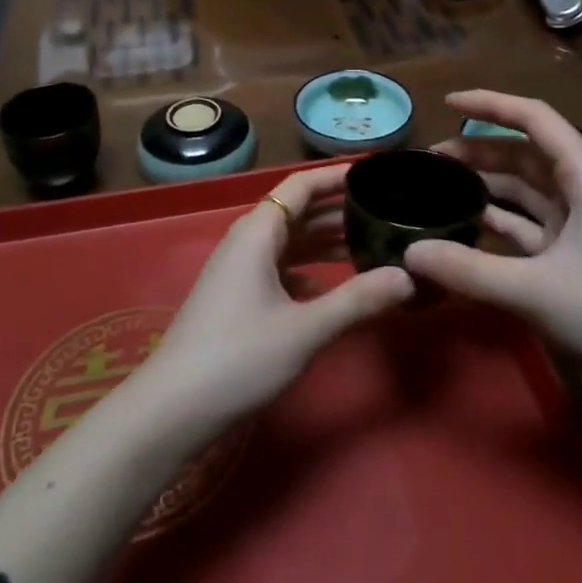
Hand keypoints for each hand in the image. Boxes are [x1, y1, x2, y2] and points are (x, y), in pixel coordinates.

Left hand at [142, 165, 413, 430]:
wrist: (173, 408)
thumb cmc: (239, 357)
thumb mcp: (305, 329)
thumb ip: (357, 300)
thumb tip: (408, 277)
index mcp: (258, 232)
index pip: (301, 185)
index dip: (337, 176)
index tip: (375, 174)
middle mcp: (247, 240)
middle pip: (297, 211)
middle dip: (338, 210)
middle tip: (385, 212)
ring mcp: (239, 270)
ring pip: (289, 242)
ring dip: (325, 241)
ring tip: (369, 244)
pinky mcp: (237, 297)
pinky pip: (280, 268)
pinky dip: (308, 269)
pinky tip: (333, 286)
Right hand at [403, 90, 581, 374]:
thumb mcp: (536, 289)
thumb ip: (468, 270)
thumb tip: (409, 253)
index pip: (533, 117)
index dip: (489, 104)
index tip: (446, 103)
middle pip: (524, 151)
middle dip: (478, 149)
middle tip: (430, 159)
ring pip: (526, 186)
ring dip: (486, 183)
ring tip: (441, 187)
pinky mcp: (578, 249)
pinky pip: (531, 220)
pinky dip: (501, 218)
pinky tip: (469, 224)